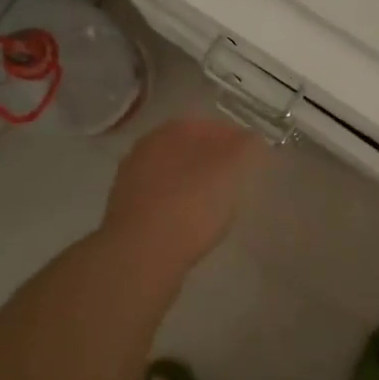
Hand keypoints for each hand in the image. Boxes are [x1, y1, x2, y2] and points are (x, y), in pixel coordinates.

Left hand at [102, 117, 267, 277]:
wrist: (141, 255)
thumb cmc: (191, 204)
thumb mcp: (231, 170)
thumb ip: (246, 148)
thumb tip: (251, 138)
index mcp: (170, 131)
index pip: (207, 124)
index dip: (233, 136)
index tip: (251, 154)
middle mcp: (146, 150)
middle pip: (187, 149)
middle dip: (211, 160)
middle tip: (236, 178)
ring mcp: (131, 183)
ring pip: (172, 175)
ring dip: (193, 184)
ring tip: (217, 204)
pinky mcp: (127, 215)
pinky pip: (162, 202)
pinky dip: (180, 207)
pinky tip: (193, 224)